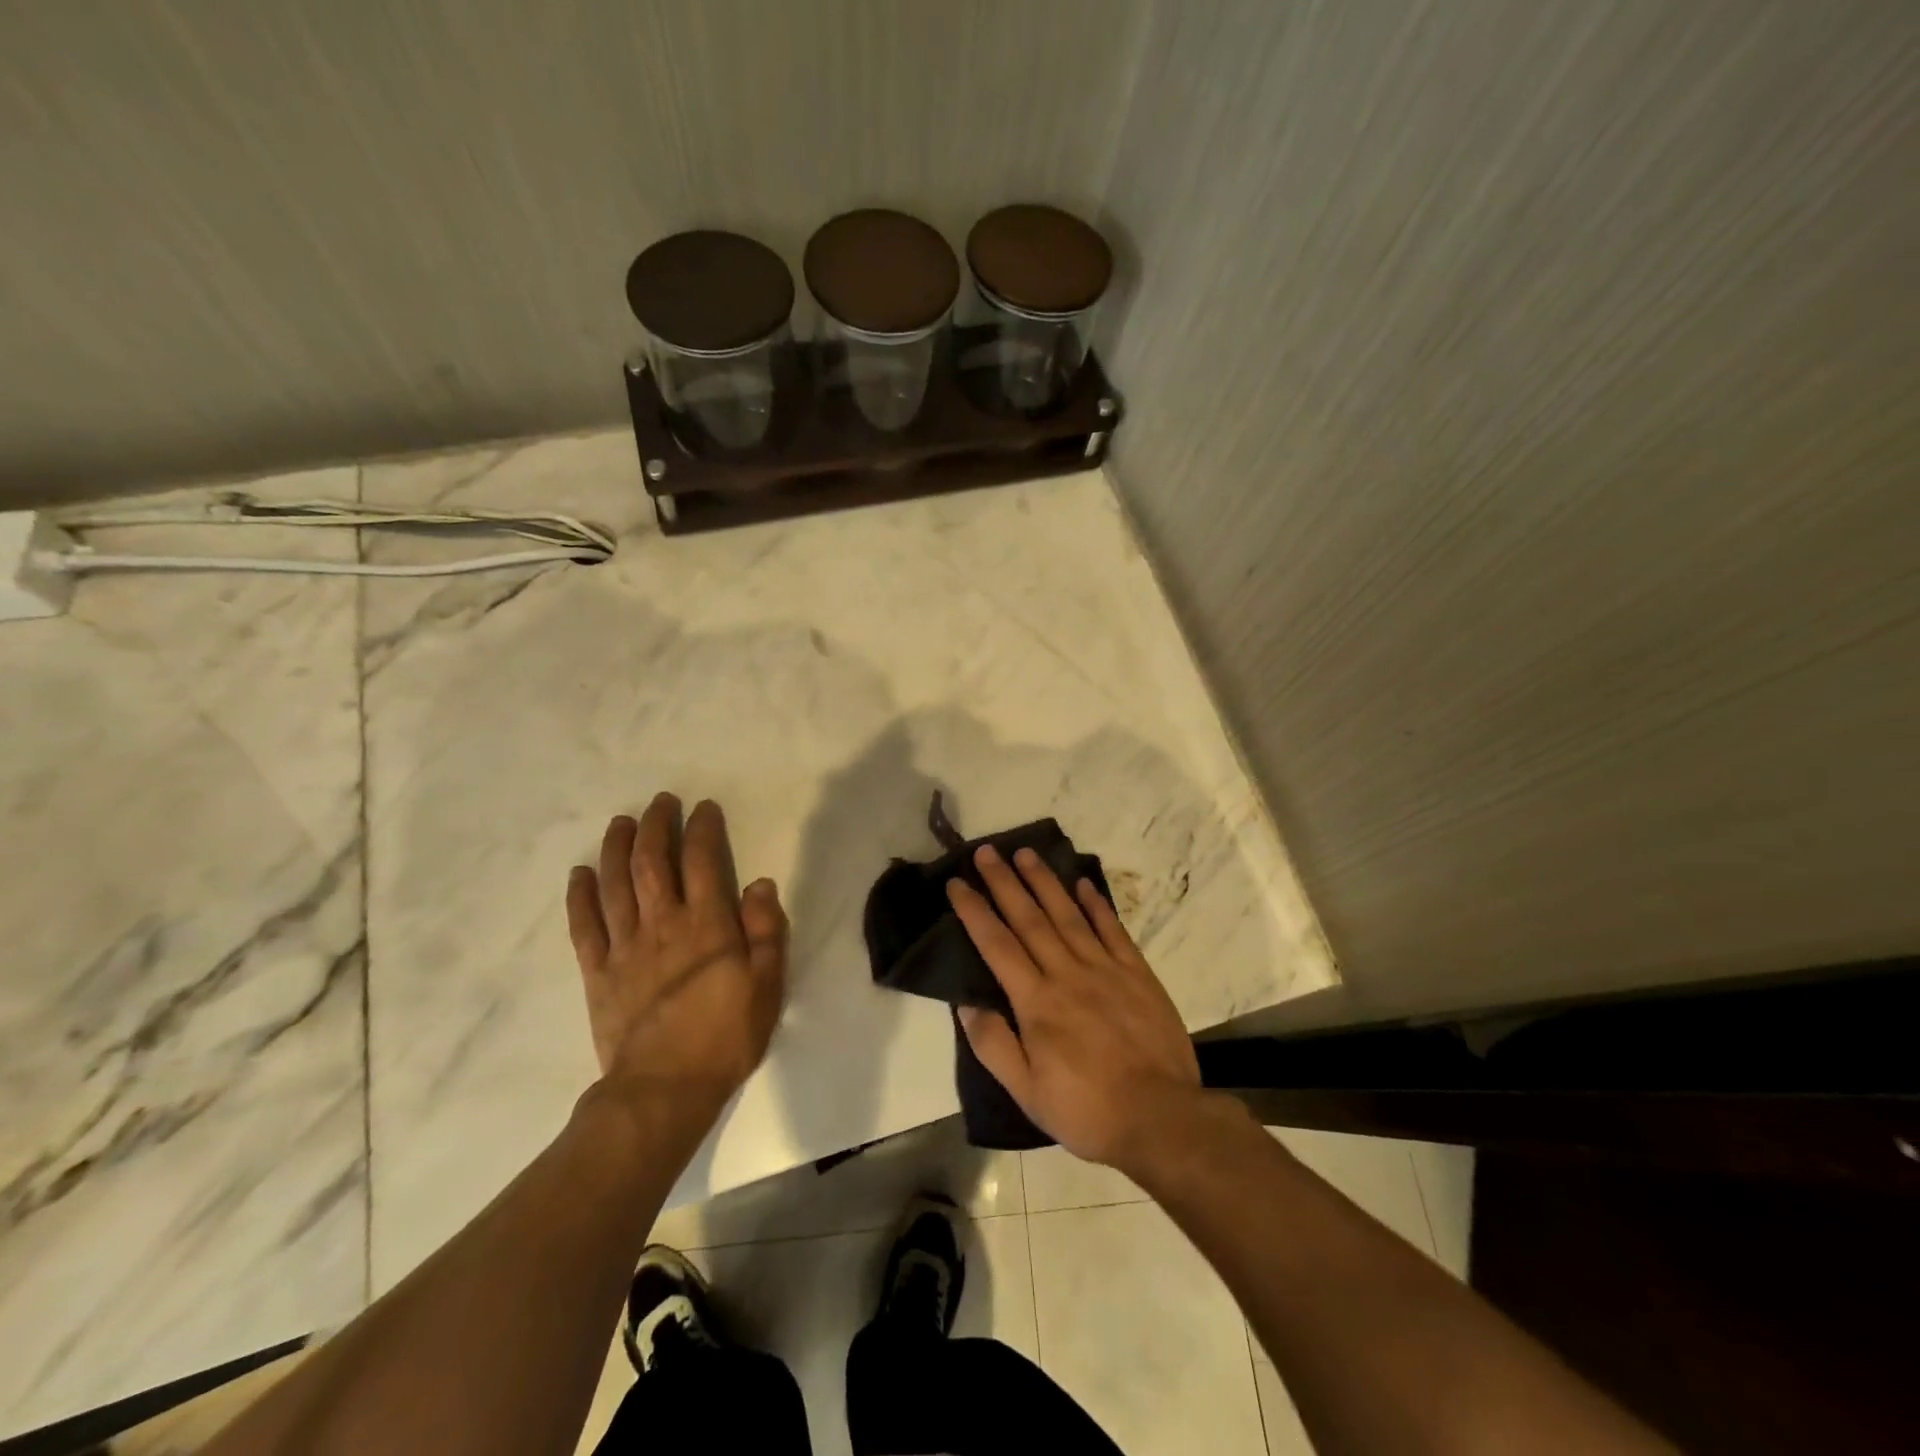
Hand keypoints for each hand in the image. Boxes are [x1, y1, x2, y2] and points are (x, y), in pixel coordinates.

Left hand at [566, 794, 787, 1117]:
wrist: (665, 1089)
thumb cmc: (726, 1036)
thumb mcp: (767, 985)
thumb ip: (766, 931)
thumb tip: (759, 884)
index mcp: (707, 925)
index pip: (702, 861)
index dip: (702, 829)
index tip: (703, 808)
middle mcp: (663, 924)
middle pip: (652, 863)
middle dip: (656, 826)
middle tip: (660, 802)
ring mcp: (625, 947)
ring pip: (616, 885)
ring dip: (616, 848)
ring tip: (621, 822)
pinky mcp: (598, 972)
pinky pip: (584, 927)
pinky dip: (579, 897)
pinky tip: (579, 874)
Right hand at [947, 844, 1201, 1170]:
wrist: (1161, 1117)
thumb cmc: (1086, 1110)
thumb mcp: (1026, 1093)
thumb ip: (994, 1045)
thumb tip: (965, 1003)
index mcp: (1036, 1002)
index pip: (996, 945)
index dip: (974, 911)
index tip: (957, 883)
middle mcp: (1067, 974)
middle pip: (1029, 918)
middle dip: (1004, 882)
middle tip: (987, 851)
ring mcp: (1105, 969)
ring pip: (1067, 914)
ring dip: (1044, 882)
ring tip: (1026, 853)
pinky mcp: (1137, 973)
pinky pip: (1112, 929)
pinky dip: (1096, 904)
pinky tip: (1082, 883)